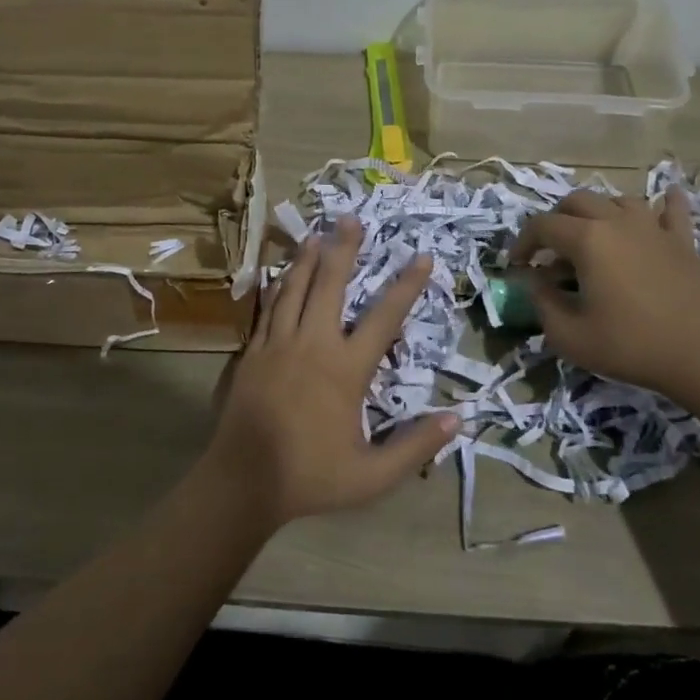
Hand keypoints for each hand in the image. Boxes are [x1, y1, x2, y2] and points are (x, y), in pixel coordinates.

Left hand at [204, 217, 459, 527]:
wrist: (242, 482)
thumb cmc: (309, 477)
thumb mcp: (372, 476)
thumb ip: (415, 447)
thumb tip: (458, 420)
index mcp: (345, 369)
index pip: (384, 317)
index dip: (406, 285)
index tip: (421, 256)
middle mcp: (313, 344)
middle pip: (330, 284)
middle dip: (343, 249)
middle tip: (351, 218)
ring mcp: (278, 343)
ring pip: (295, 287)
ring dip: (308, 258)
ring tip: (317, 233)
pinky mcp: (254, 350)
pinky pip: (269, 307)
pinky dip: (279, 285)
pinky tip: (281, 273)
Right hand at [512, 186, 699, 405]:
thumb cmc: (630, 346)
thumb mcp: (569, 336)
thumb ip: (542, 303)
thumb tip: (535, 282)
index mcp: (587, 240)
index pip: (542, 226)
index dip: (523, 242)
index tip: (517, 265)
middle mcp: (617, 222)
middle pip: (577, 201)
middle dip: (556, 220)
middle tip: (551, 250)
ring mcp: (653, 227)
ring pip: (618, 200)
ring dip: (598, 213)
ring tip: (593, 236)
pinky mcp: (682, 241)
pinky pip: (672, 209)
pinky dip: (664, 202)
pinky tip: (664, 200)